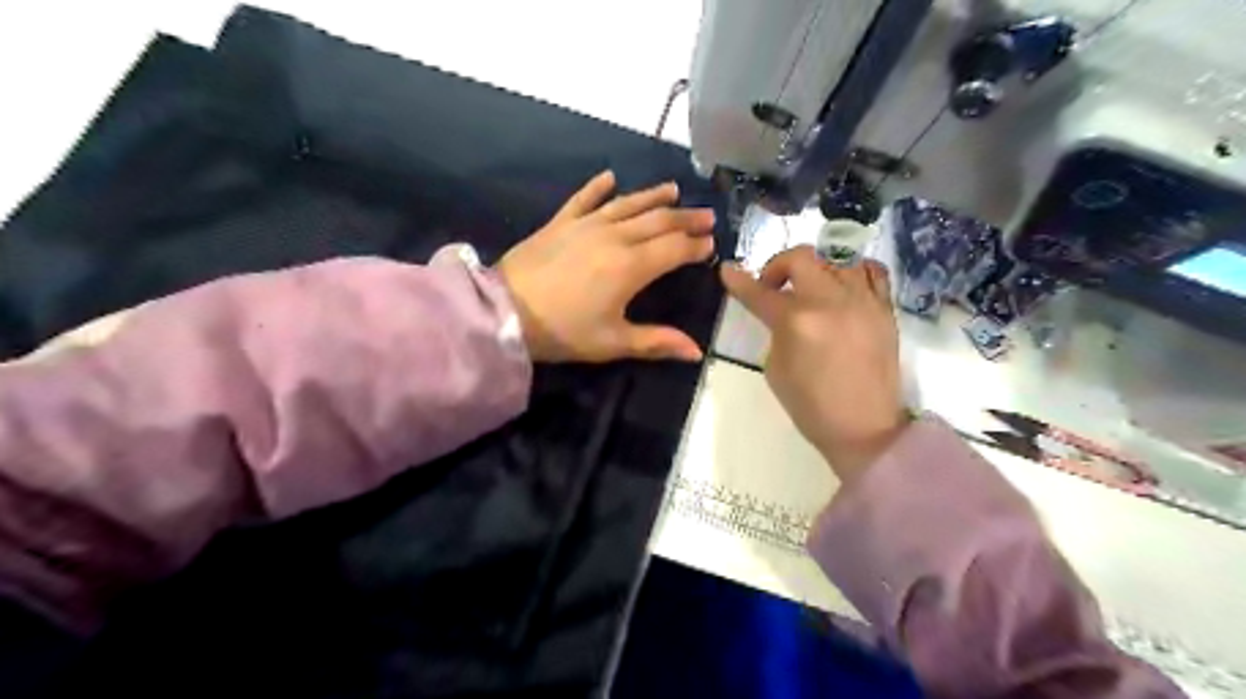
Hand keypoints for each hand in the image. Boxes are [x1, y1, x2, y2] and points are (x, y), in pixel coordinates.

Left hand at [495, 170, 709, 363]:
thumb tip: (697, 352)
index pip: (674, 249)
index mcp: (632, 266)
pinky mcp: (560, 222)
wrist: (505, 312)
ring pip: (628, 204)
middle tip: (707, 215)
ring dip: (653, 196)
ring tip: (674, 189)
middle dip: (686, 218)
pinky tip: (610, 177)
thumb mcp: (613, 342)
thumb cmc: (563, 331)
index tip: (711, 244)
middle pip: (658, 221)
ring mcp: (586, 225)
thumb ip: (657, 342)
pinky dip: (598, 187)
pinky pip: (584, 198)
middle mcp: (615, 237)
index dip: (695, 246)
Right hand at [722, 248, 906, 481]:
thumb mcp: (775, 369)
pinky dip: (852, 271)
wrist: (864, 427)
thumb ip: (776, 332)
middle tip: (773, 286)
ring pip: (837, 258)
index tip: (728, 271)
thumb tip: (782, 315)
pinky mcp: (885, 309)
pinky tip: (843, 288)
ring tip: (811, 289)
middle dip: (778, 266)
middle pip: (801, 258)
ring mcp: (862, 301)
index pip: (759, 293)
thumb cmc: (811, 406)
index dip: (739, 280)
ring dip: (815, 269)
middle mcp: (830, 301)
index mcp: (796, 322)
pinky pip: (872, 271)